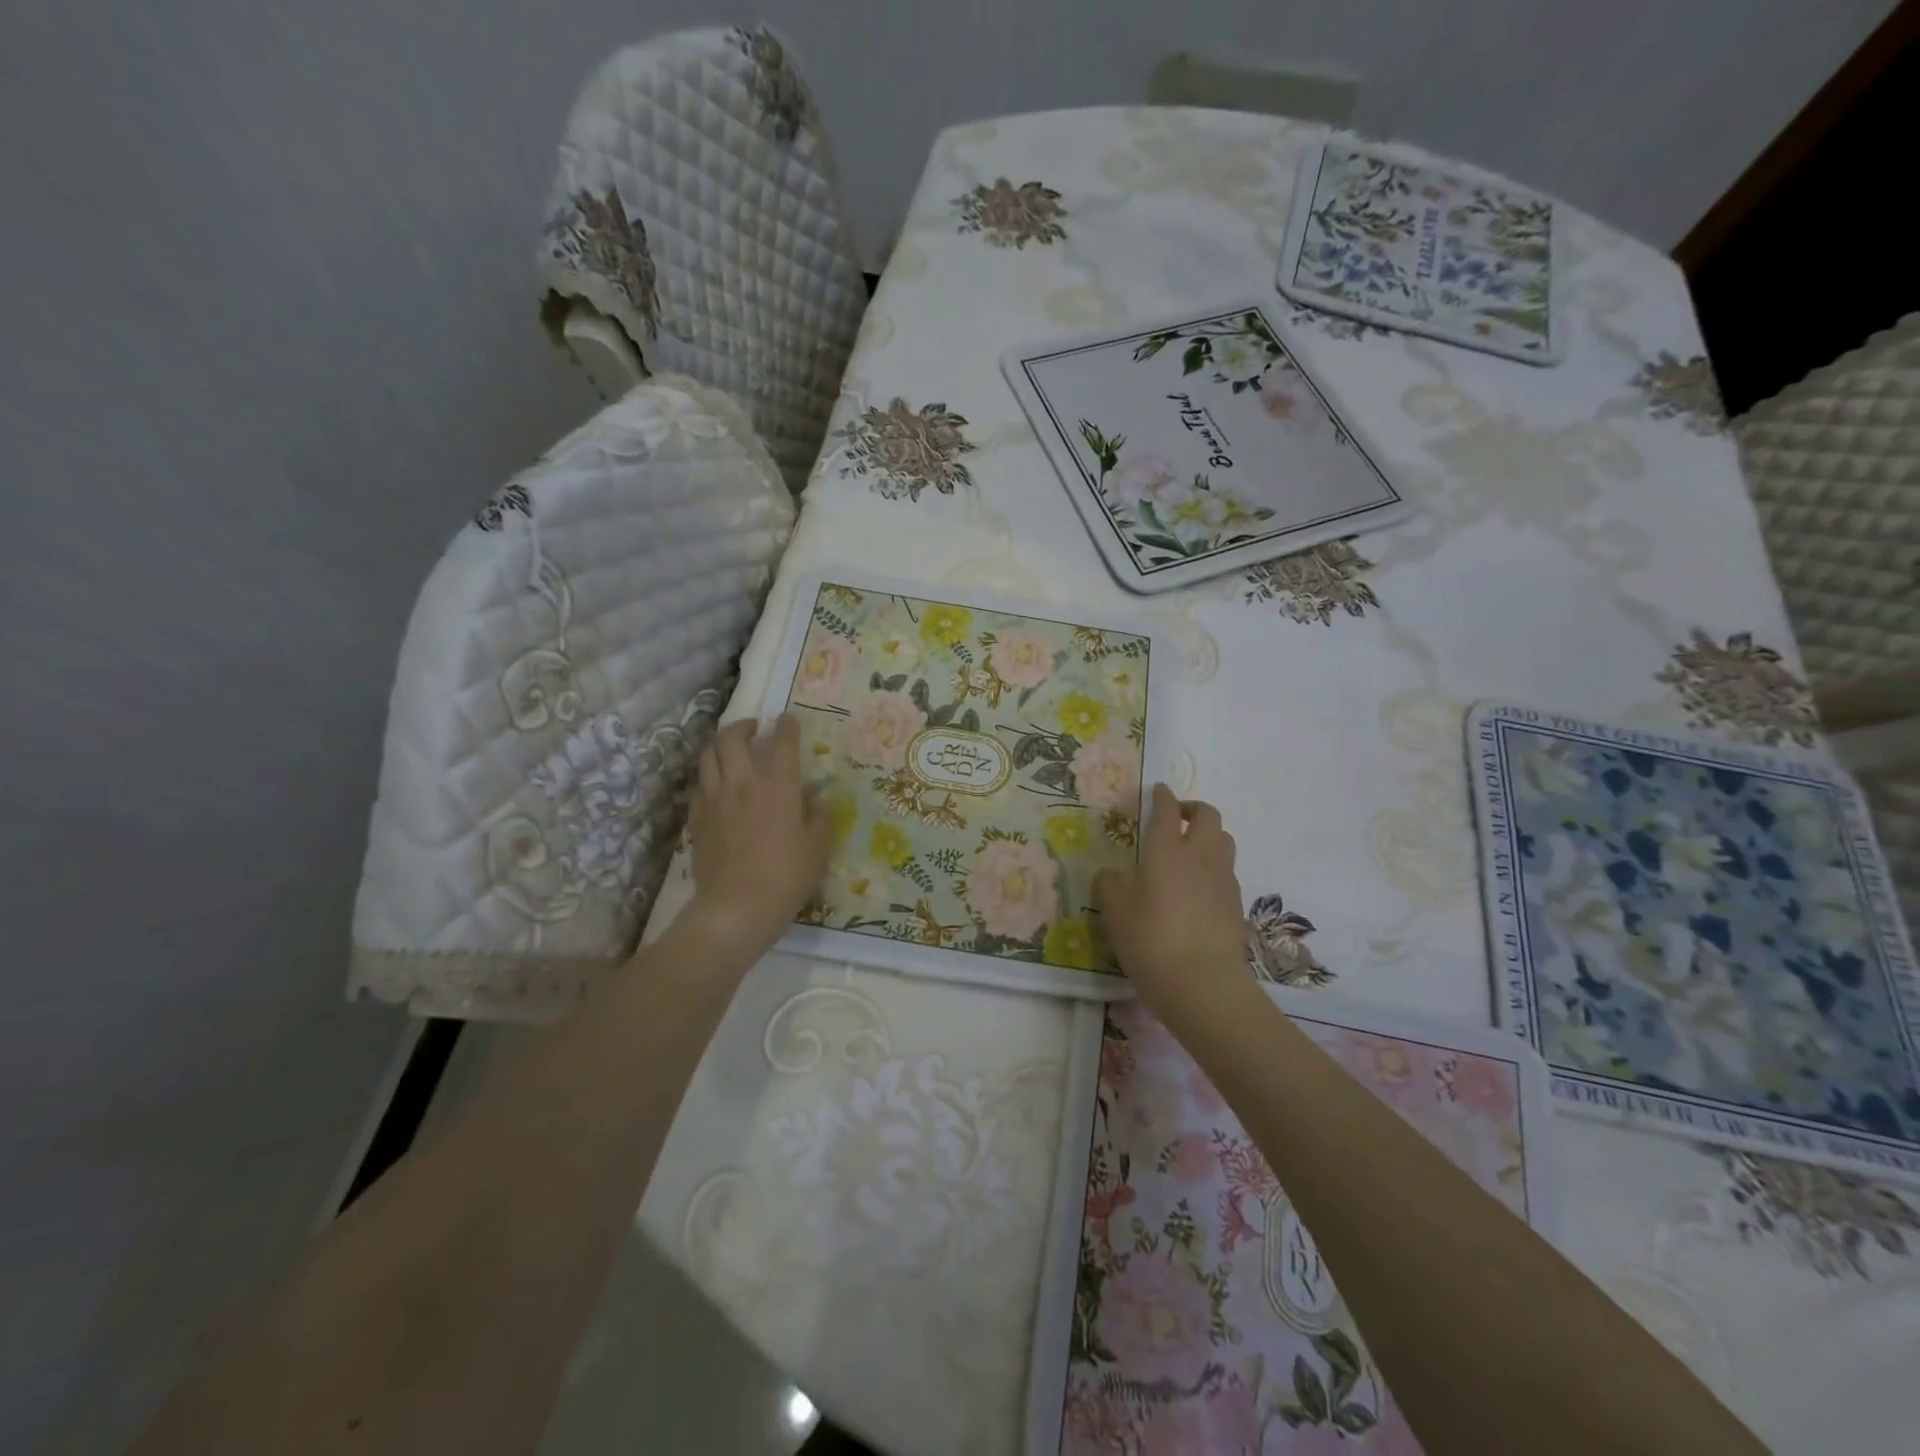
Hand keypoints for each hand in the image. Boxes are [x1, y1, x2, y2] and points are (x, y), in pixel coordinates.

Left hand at [686, 715, 830, 961]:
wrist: (737, 906)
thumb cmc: (787, 876)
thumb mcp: (818, 846)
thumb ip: (818, 816)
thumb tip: (812, 800)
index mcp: (779, 786)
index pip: (783, 742)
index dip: (786, 726)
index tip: (788, 720)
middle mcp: (743, 782)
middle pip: (732, 737)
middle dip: (742, 726)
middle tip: (753, 729)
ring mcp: (714, 799)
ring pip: (708, 755)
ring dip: (719, 744)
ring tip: (729, 748)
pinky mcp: (696, 818)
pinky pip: (698, 784)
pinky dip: (708, 775)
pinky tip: (716, 784)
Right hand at [1095, 785, 1250, 1021]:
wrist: (1203, 984)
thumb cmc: (1150, 940)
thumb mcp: (1114, 913)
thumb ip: (1109, 885)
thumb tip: (1110, 874)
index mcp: (1166, 849)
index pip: (1167, 809)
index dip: (1162, 796)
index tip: (1158, 791)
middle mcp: (1199, 855)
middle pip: (1208, 815)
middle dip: (1192, 809)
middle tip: (1176, 818)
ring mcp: (1223, 879)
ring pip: (1224, 840)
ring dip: (1209, 835)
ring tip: (1190, 850)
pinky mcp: (1236, 903)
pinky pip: (1227, 871)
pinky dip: (1214, 868)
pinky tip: (1198, 888)